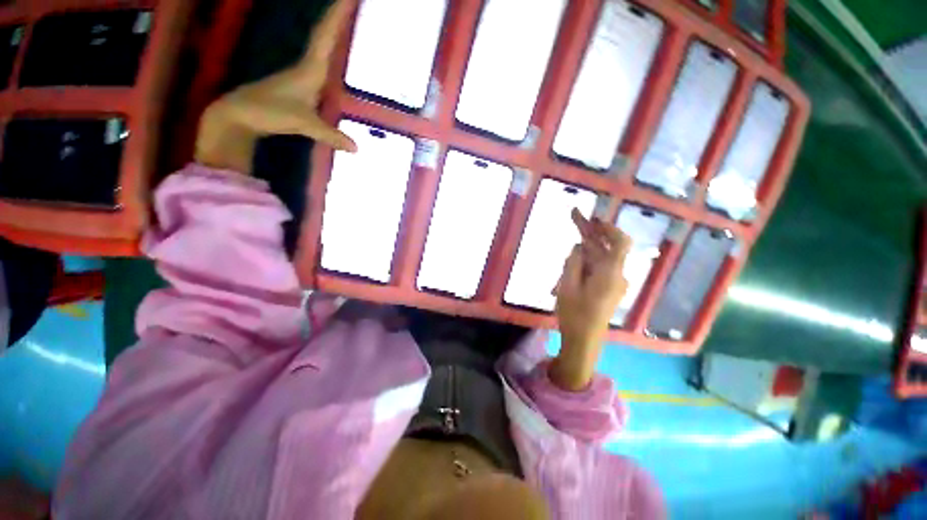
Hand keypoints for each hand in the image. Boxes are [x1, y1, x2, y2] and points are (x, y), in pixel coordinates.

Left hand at [194, 0, 357, 174]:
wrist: (239, 115)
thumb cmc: (268, 111)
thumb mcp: (302, 123)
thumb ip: (330, 134)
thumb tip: (357, 149)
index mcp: (309, 69)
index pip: (325, 37)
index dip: (337, 17)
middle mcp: (306, 68)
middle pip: (324, 37)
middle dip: (338, 20)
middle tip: (352, 2)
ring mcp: (301, 77)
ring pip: (320, 48)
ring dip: (332, 34)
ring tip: (346, 22)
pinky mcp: (298, 87)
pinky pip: (318, 63)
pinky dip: (327, 54)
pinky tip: (334, 58)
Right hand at [550, 209, 630, 390]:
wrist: (584, 340)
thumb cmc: (574, 314)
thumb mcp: (567, 286)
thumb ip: (573, 262)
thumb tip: (579, 246)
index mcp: (610, 274)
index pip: (620, 243)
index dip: (609, 227)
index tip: (593, 218)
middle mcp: (616, 275)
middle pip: (607, 247)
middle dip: (591, 231)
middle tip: (574, 215)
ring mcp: (613, 282)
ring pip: (600, 257)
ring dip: (585, 249)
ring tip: (568, 248)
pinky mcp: (607, 288)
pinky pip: (597, 268)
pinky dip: (585, 261)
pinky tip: (570, 266)